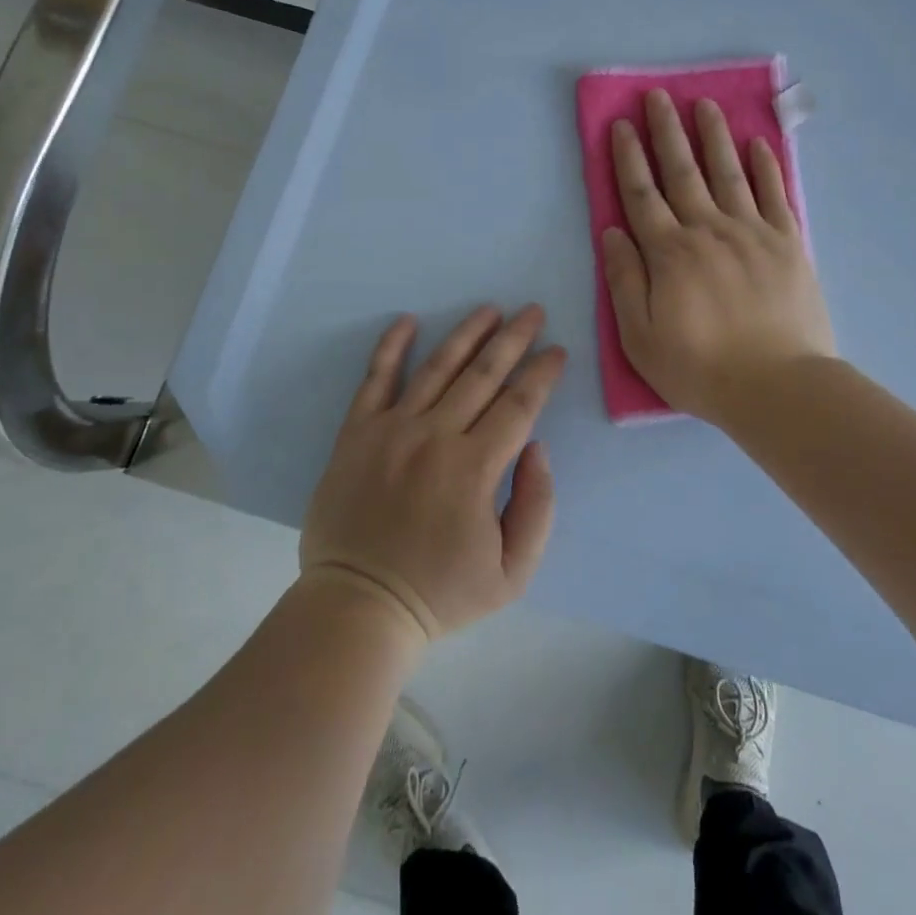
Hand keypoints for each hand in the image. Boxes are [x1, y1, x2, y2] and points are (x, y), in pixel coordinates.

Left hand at [300, 305, 565, 641]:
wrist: (358, 605)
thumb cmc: (440, 592)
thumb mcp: (512, 573)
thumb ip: (537, 507)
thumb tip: (537, 447)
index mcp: (474, 468)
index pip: (519, 405)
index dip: (543, 374)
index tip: (558, 351)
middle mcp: (435, 436)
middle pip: (484, 374)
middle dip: (514, 339)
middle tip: (534, 311)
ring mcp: (392, 429)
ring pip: (437, 367)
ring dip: (468, 333)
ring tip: (490, 309)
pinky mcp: (357, 433)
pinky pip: (375, 379)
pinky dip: (391, 346)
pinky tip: (408, 321)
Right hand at [601, 88, 836, 422]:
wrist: (778, 388)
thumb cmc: (700, 368)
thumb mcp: (641, 337)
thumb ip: (625, 281)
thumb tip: (612, 232)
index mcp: (669, 253)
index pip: (642, 195)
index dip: (629, 158)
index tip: (621, 124)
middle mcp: (708, 230)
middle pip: (683, 172)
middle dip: (667, 132)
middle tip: (658, 96)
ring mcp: (752, 233)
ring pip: (728, 173)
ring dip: (714, 136)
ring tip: (704, 104)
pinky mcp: (788, 244)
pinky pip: (775, 195)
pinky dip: (766, 167)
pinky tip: (758, 144)